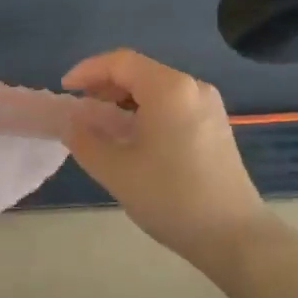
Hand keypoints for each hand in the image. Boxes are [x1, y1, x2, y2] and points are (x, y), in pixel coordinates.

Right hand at [62, 49, 271, 272]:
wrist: (233, 235)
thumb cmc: (170, 197)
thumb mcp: (116, 170)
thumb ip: (84, 140)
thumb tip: (71, 122)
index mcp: (169, 88)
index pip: (120, 62)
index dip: (88, 70)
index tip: (65, 90)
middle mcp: (192, 87)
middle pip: (140, 71)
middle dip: (105, 85)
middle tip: (80, 109)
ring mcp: (208, 106)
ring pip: (157, 88)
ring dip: (125, 99)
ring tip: (102, 125)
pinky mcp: (215, 125)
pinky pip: (173, 104)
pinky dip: (147, 111)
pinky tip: (134, 137)